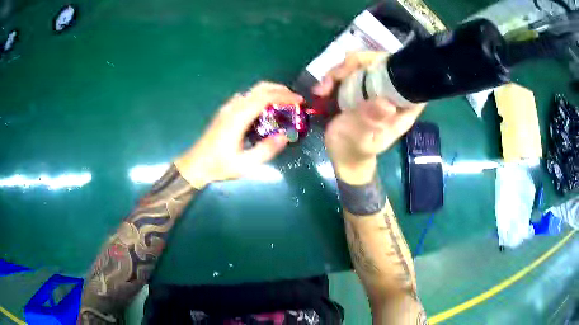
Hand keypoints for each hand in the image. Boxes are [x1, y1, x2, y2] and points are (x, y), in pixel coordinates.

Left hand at [175, 82, 302, 188]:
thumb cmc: (219, 166)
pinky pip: (247, 97)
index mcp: (238, 117)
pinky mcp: (226, 111)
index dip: (284, 96)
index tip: (299, 101)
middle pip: (259, 88)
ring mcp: (228, 107)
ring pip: (253, 91)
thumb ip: (266, 150)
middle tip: (295, 99)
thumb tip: (285, 136)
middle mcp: (233, 107)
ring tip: (285, 103)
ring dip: (271, 92)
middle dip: (280, 89)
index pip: (264, 97)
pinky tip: (266, 110)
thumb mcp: (245, 164)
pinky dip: (261, 97)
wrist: (195, 165)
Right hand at [313, 52, 424, 184]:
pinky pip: (349, 72)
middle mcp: (390, 94)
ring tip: (323, 90)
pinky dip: (333, 77)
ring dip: (340, 71)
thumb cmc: (353, 150)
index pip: (407, 79)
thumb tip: (386, 103)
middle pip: (381, 63)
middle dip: (356, 64)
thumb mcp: (360, 138)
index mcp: (401, 108)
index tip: (368, 70)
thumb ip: (370, 121)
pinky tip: (321, 90)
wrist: (341, 155)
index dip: (391, 66)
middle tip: (335, 78)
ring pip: (362, 64)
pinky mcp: (360, 88)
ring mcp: (374, 89)